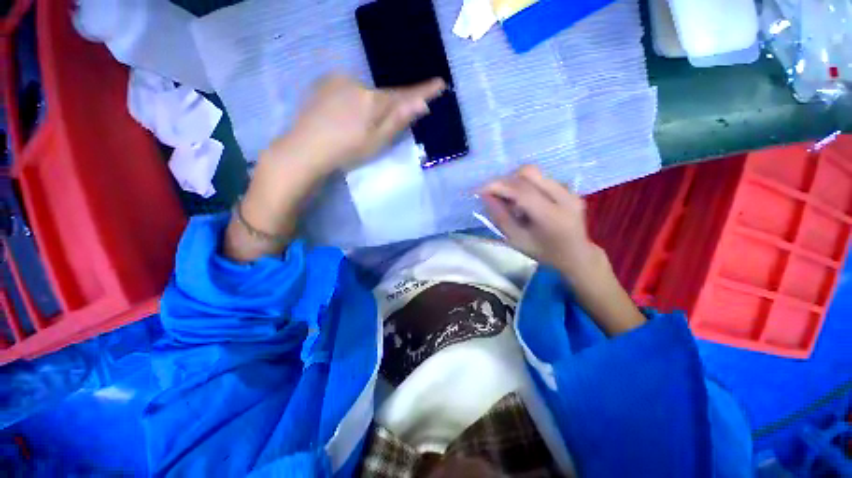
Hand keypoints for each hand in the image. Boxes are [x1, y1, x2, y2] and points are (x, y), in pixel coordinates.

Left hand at [225, 74, 444, 262]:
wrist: (304, 150)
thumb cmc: (346, 151)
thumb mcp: (377, 142)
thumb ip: (398, 121)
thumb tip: (421, 104)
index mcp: (372, 100)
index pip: (404, 95)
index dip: (423, 91)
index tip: (440, 84)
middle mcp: (356, 83)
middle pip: (381, 95)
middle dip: (387, 108)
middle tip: (376, 130)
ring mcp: (337, 81)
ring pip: (363, 93)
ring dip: (366, 106)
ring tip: (354, 128)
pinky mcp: (323, 84)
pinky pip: (347, 90)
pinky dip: (352, 101)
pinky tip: (342, 118)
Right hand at [481, 166, 645, 335]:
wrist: (576, 255)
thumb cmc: (544, 253)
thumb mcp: (516, 240)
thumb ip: (500, 217)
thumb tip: (485, 196)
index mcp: (551, 216)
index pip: (521, 190)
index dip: (497, 186)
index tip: (479, 190)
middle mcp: (564, 197)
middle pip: (528, 172)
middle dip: (505, 180)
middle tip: (494, 195)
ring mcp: (569, 190)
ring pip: (534, 173)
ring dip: (515, 183)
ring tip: (510, 202)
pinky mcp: (569, 187)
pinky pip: (541, 178)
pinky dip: (526, 185)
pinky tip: (524, 202)